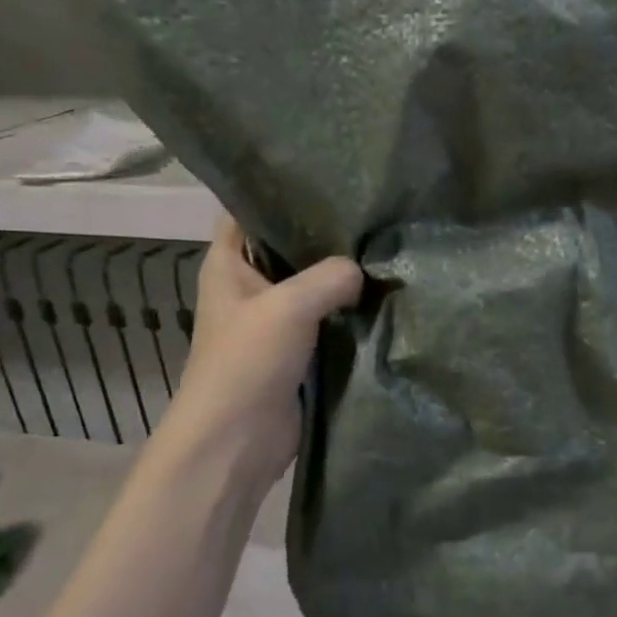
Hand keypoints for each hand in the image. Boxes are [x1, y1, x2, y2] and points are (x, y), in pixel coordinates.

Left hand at [159, 215, 362, 485]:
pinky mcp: (300, 347)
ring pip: (315, 282)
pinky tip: (385, 292)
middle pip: (290, 246)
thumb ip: (329, 277)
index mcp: (229, 264)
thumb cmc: (246, 364)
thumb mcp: (287, 307)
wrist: (237, 442)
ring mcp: (277, 318)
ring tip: (387, 245)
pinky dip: (352, 307)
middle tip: (374, 210)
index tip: (328, 175)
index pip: (249, 210)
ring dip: (345, 273)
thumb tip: (364, 270)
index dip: (280, 190)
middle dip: (327, 232)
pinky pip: (330, 316)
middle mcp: (251, 285)